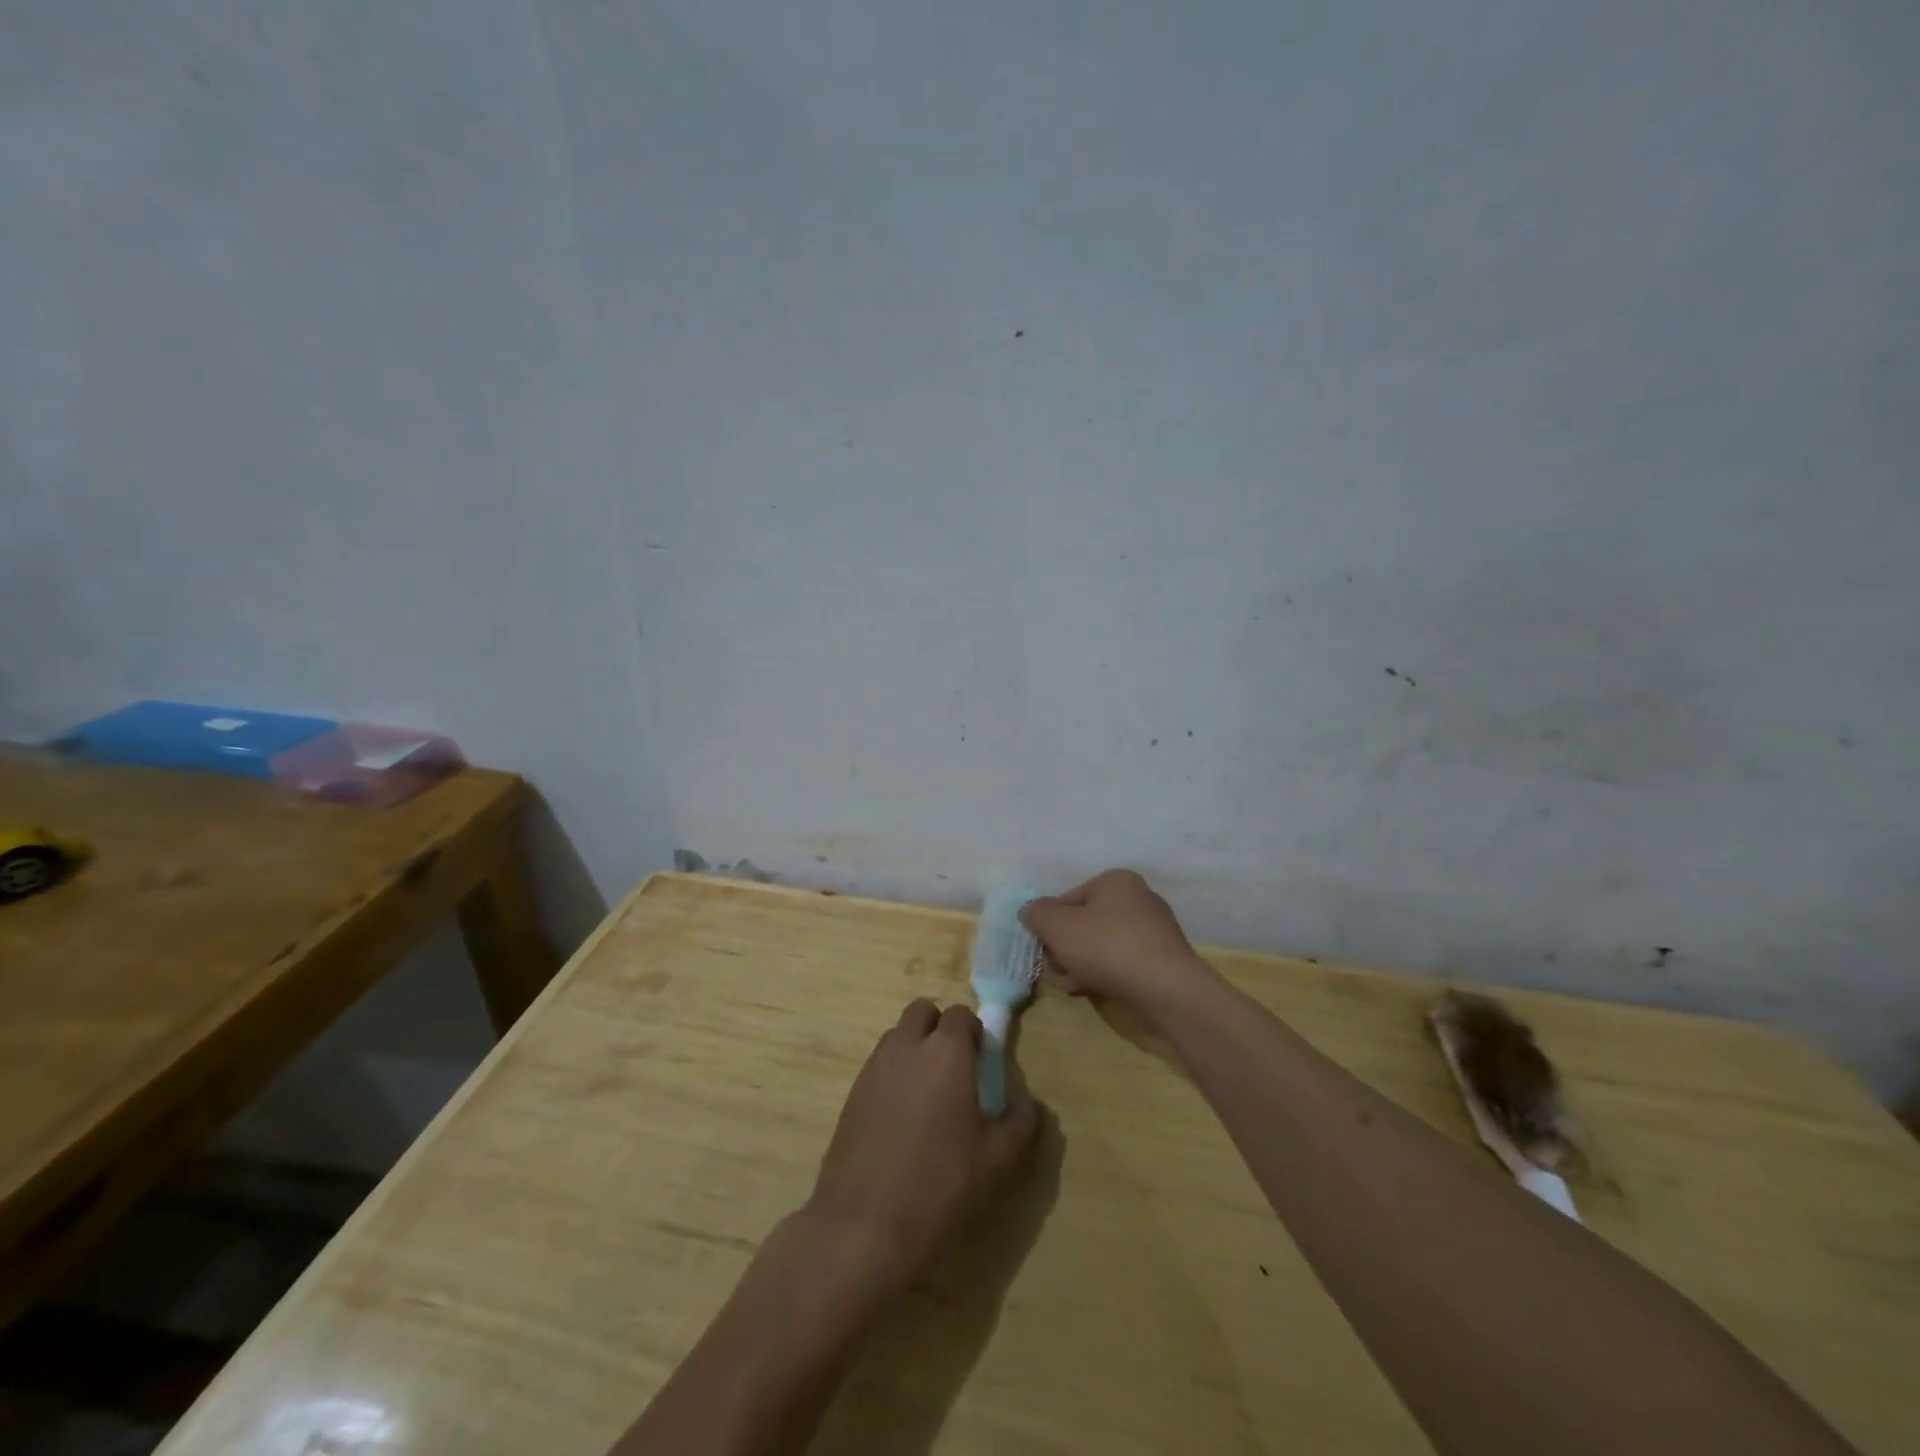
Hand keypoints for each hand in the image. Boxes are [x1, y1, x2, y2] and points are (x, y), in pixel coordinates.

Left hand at [805, 1000, 1038, 1295]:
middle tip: (954, 1069)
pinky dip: (893, 1074)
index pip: (961, 1014)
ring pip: (897, 1036)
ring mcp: (874, 1067)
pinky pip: (878, 1065)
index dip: (974, 1033)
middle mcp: (907, 1046)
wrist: (864, 1225)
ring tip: (927, 1095)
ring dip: (914, 1048)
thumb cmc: (941, 1185)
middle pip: (923, 1011)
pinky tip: (900, 1118)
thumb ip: (1021, 1122)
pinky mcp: (852, 1092)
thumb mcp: (998, 1160)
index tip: (982, 1062)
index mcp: (946, 1052)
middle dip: (939, 1028)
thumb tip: (1029, 1103)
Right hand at [1020, 869, 1212, 1012]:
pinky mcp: (1165, 957)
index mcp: (1115, 880)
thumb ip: (1037, 914)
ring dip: (1083, 963)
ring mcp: (1156, 928)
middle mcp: (1139, 896)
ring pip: (1104, 944)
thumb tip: (1030, 911)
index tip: (1046, 952)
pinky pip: (1125, 961)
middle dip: (1067, 947)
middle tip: (1059, 971)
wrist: (1167, 988)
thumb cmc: (1107, 947)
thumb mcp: (1058, 927)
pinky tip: (1097, 991)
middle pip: (1086, 922)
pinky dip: (1108, 972)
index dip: (1051, 926)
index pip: (1068, 899)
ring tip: (1075, 985)